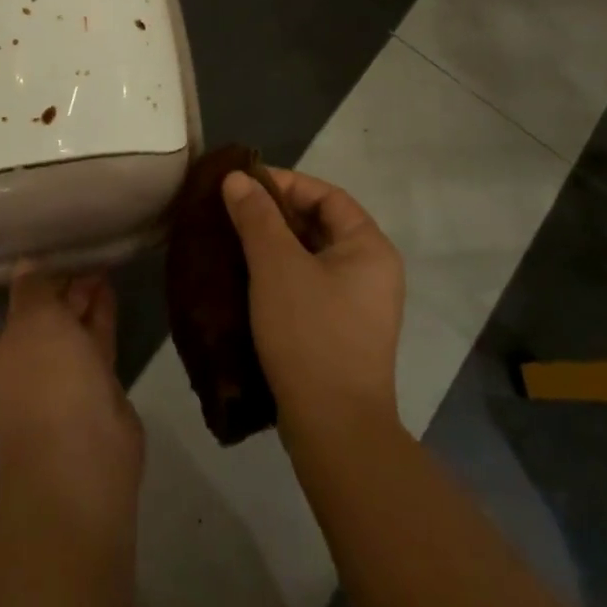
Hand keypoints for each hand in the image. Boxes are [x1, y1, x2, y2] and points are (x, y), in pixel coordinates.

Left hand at [0, 267, 143, 517]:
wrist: (85, 460)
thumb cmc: (43, 383)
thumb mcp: (34, 321)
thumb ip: (30, 287)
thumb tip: (25, 267)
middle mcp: (7, 372)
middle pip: (15, 322)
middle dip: (37, 288)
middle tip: (58, 255)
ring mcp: (48, 383)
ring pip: (56, 330)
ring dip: (70, 297)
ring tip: (90, 262)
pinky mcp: (84, 388)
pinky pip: (86, 342)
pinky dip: (94, 314)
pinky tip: (106, 284)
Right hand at [222, 169, 404, 451]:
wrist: (335, 428)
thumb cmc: (310, 333)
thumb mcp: (276, 267)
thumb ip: (257, 217)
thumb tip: (237, 179)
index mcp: (369, 247)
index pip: (327, 195)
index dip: (285, 183)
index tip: (243, 185)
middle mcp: (373, 271)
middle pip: (322, 224)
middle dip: (276, 214)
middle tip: (233, 213)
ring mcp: (361, 305)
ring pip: (313, 257)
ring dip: (276, 246)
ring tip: (234, 242)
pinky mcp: (343, 333)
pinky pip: (311, 286)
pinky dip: (282, 275)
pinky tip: (249, 281)